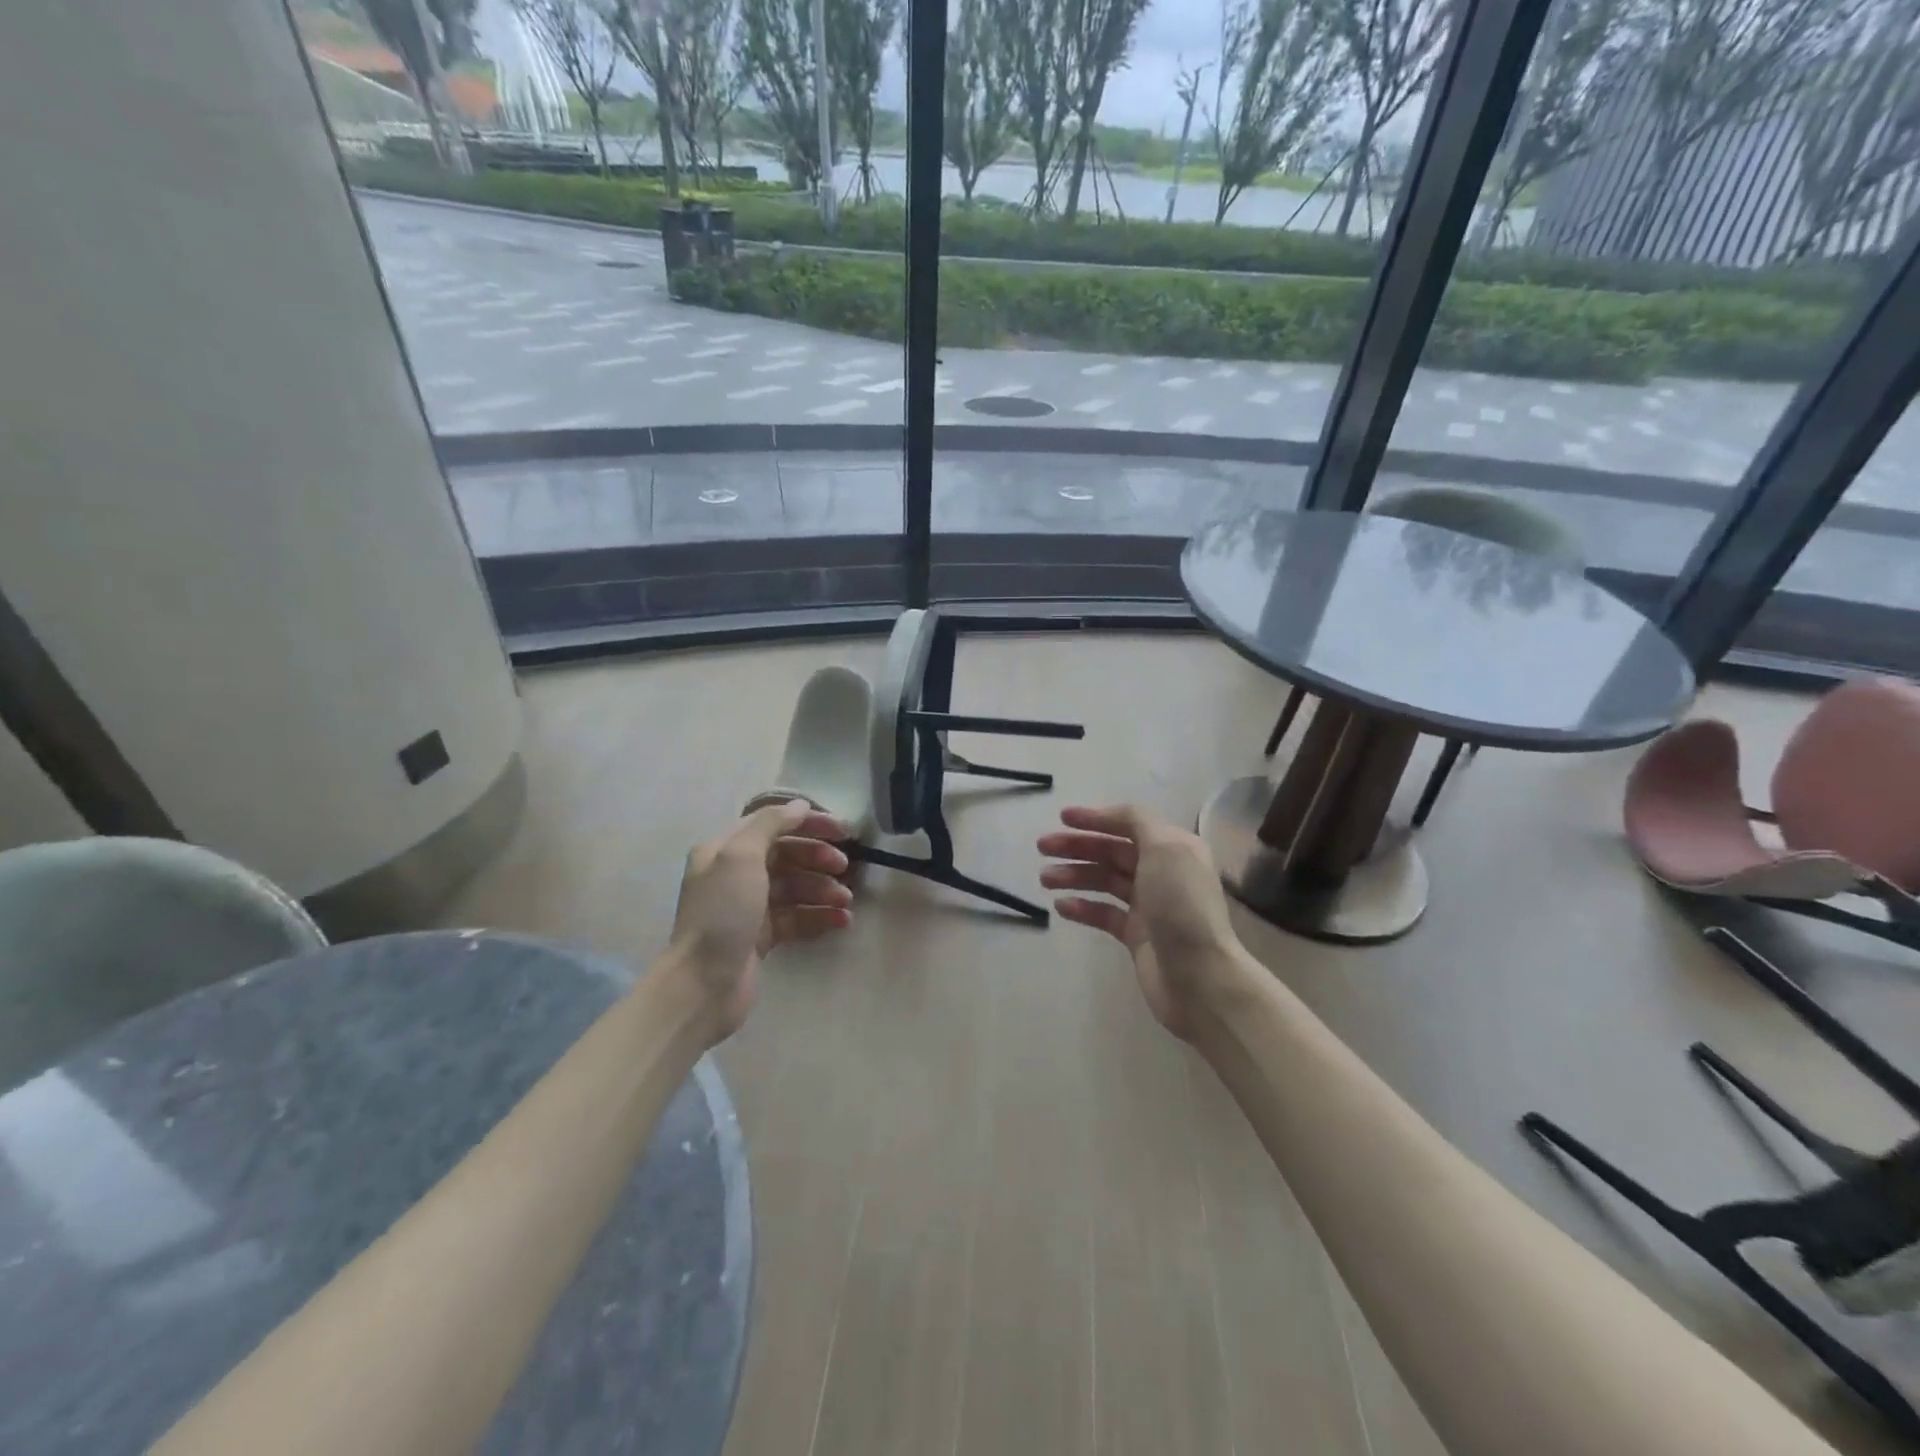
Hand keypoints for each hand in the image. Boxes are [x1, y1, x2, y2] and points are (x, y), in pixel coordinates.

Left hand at [667, 799, 852, 1041]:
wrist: (703, 984)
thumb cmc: (723, 912)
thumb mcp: (741, 856)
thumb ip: (771, 825)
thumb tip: (800, 806)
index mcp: (725, 849)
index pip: (773, 825)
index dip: (809, 824)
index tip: (843, 831)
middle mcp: (735, 874)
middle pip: (787, 855)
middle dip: (818, 858)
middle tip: (845, 868)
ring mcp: (749, 907)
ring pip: (795, 888)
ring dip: (824, 890)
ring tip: (846, 901)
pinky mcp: (761, 937)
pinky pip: (797, 917)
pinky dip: (819, 916)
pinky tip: (842, 921)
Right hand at [1037, 805, 1244, 1038]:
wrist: (1199, 977)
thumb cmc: (1181, 906)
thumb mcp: (1165, 848)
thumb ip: (1137, 821)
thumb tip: (1113, 815)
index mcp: (1173, 848)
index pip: (1129, 824)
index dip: (1096, 818)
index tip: (1062, 818)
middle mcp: (1162, 872)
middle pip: (1112, 851)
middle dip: (1077, 846)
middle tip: (1042, 847)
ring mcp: (1149, 906)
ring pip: (1104, 881)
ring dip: (1074, 875)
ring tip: (1044, 878)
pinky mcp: (1137, 935)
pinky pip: (1104, 913)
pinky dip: (1082, 907)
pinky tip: (1060, 906)